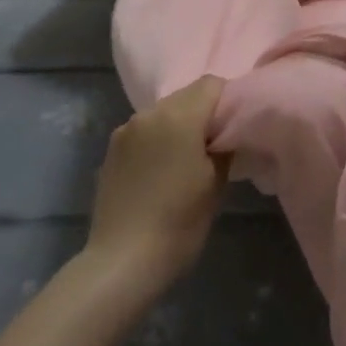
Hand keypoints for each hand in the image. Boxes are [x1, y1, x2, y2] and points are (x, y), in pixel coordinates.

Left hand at [85, 77, 227, 290]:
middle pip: (186, 96)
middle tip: (215, 146)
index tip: (234, 129)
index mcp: (178, 115)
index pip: (212, 84)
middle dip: (203, 113)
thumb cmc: (179, 223)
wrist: (123, 261)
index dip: (228, 101)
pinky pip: (144, 131)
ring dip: (178, 126)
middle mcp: (149, 113)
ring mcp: (126, 129)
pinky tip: (160, 172)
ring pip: (163, 113)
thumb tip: (227, 133)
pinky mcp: (111, 149)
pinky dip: (157, 140)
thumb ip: (224, 146)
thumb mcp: (215, 184)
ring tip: (185, 161)